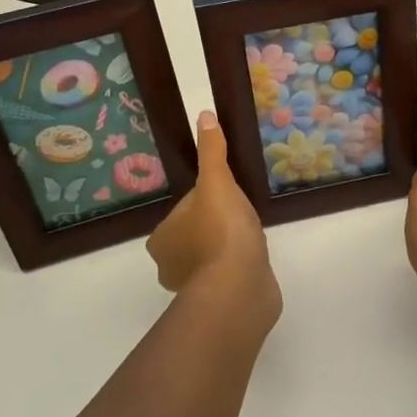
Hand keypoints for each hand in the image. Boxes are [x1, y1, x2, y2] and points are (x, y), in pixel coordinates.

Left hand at [148, 111, 280, 325]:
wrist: (240, 289)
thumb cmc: (222, 234)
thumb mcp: (217, 183)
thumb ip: (212, 152)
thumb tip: (204, 116)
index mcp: (161, 237)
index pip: (186, 208)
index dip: (209, 199)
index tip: (231, 198)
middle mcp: (169, 264)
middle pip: (196, 232)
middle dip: (218, 224)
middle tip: (244, 217)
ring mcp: (194, 287)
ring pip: (211, 256)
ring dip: (228, 248)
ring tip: (252, 238)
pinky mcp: (218, 301)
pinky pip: (226, 275)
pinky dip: (237, 267)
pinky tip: (255, 261)